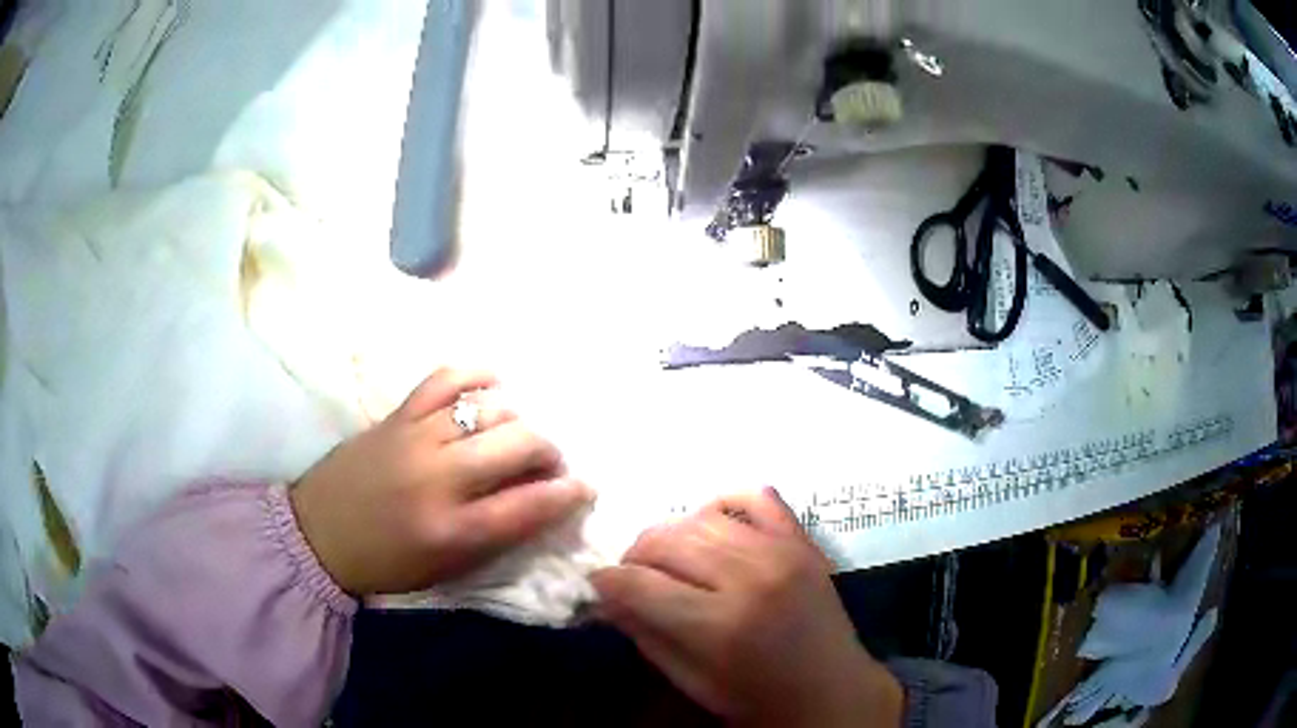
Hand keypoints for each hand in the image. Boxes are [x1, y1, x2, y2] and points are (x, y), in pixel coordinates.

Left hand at [289, 368, 592, 595]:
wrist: (318, 534)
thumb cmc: (386, 563)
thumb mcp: (446, 569)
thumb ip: (496, 536)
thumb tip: (541, 502)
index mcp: (453, 531)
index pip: (530, 505)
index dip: (569, 493)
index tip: (585, 487)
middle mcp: (439, 479)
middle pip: (518, 444)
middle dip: (549, 450)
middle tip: (549, 462)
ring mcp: (416, 439)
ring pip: (489, 409)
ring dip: (518, 419)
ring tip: (517, 432)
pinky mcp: (397, 414)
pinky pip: (446, 378)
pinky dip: (477, 375)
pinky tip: (493, 385)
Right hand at [591, 489, 902, 727]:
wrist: (831, 691)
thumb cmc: (757, 697)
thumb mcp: (691, 681)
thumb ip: (645, 634)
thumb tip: (607, 597)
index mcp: (720, 625)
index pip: (640, 584)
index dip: (607, 582)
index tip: (597, 585)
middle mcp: (750, 578)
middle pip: (667, 541)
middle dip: (635, 555)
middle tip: (632, 574)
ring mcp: (782, 552)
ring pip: (702, 517)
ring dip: (672, 533)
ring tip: (669, 557)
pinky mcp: (802, 540)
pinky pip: (757, 497)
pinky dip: (726, 502)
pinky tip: (713, 525)